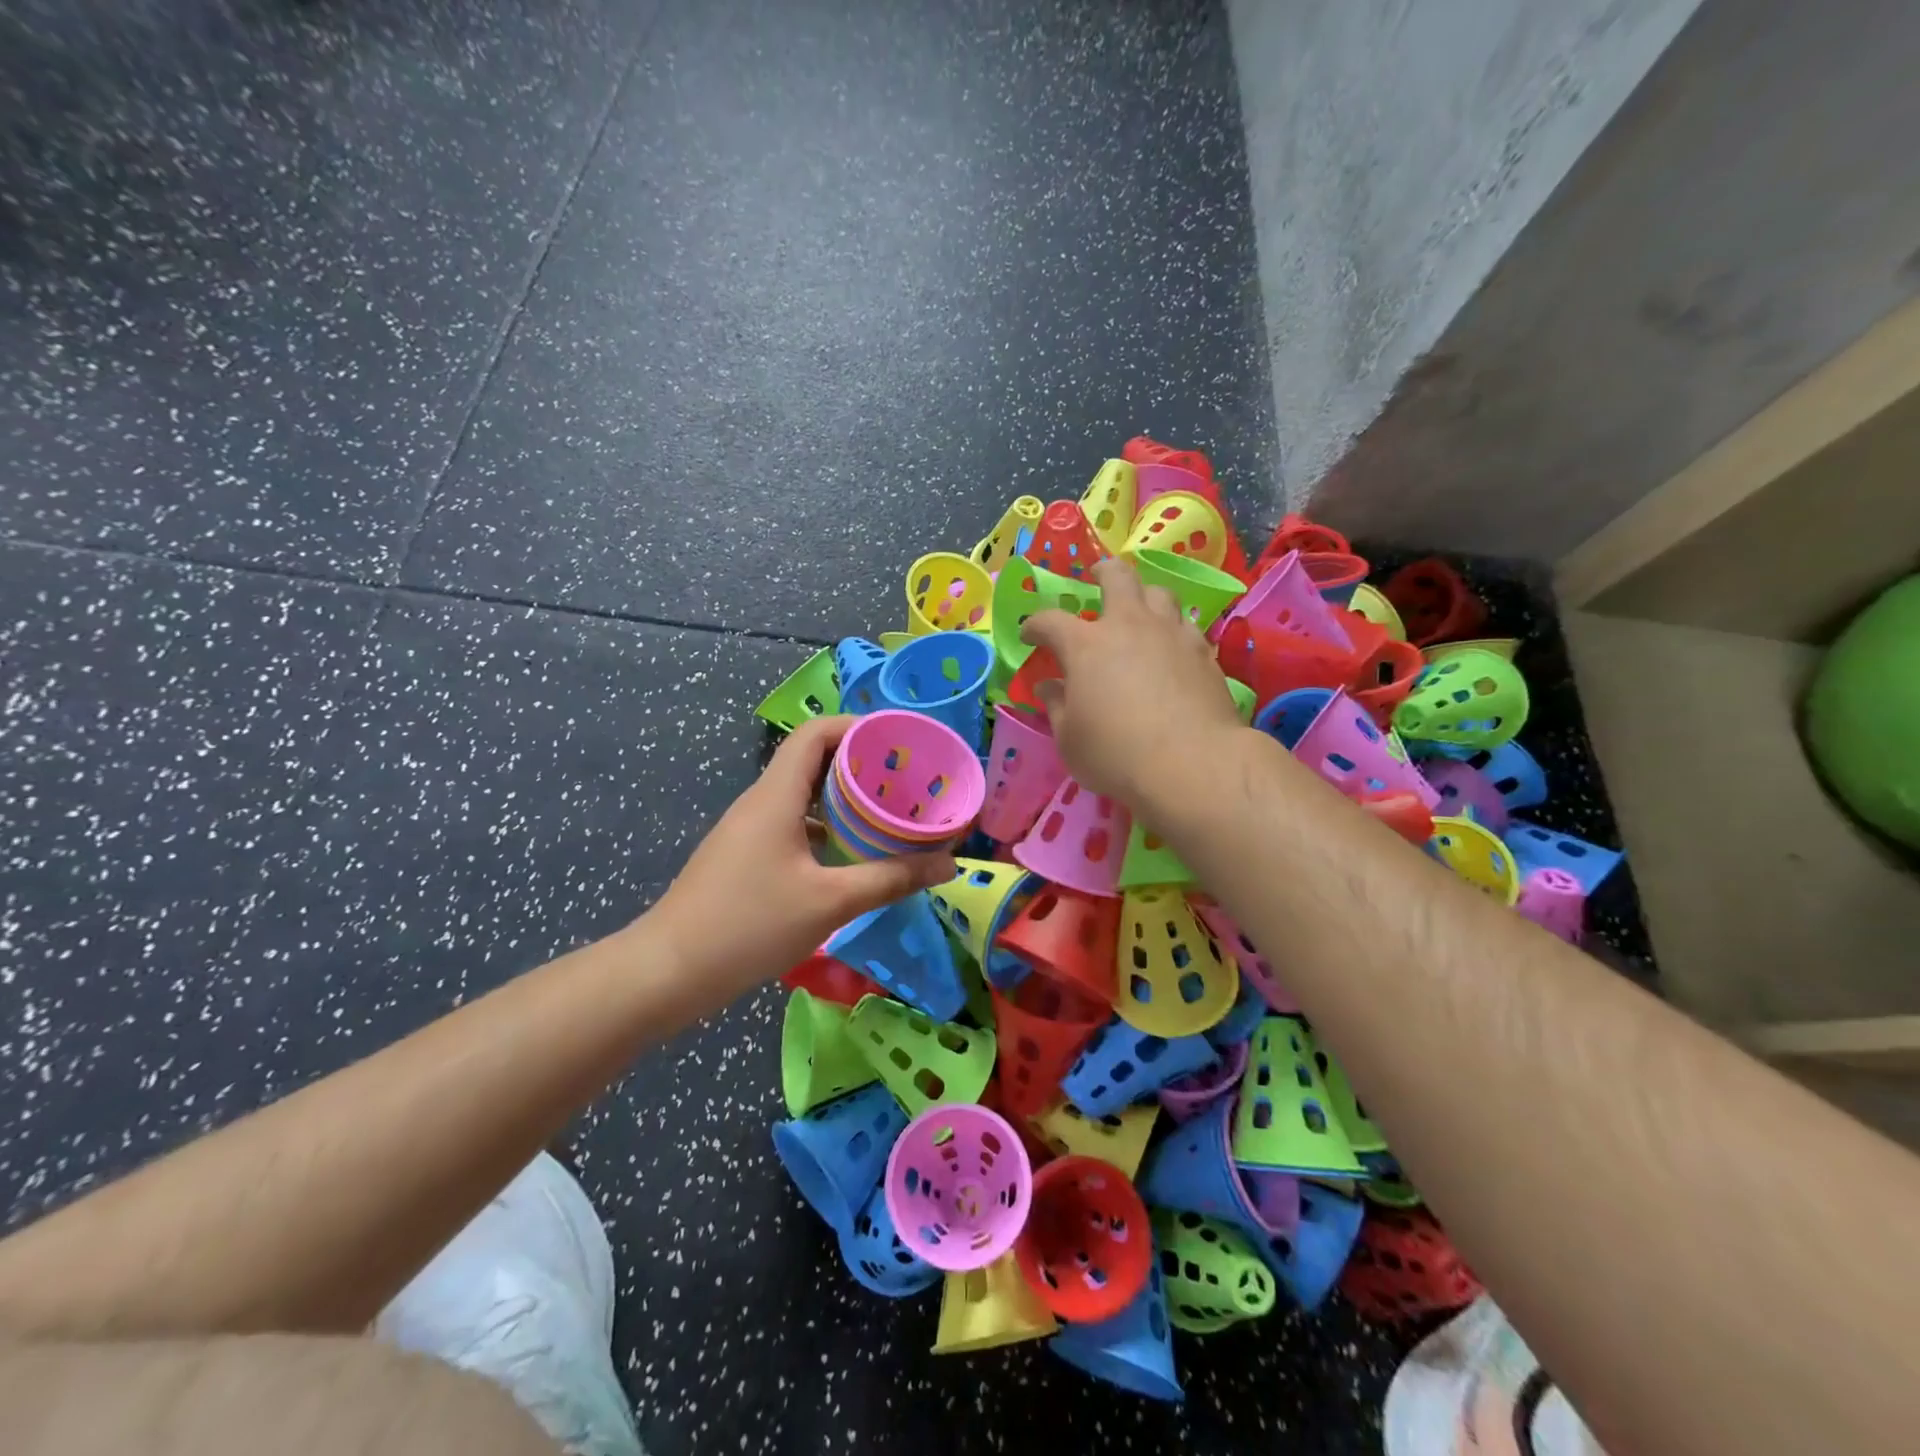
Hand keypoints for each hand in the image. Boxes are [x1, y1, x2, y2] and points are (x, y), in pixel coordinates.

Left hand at [649, 717, 955, 997]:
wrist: (669, 972)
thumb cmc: (749, 925)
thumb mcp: (830, 902)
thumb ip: (891, 878)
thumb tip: (948, 863)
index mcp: (776, 795)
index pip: (816, 733)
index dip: (858, 727)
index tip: (899, 741)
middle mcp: (761, 802)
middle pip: (813, 760)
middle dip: (860, 764)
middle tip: (906, 780)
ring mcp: (749, 829)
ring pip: (803, 795)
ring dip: (843, 798)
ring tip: (888, 813)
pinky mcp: (745, 855)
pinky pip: (792, 823)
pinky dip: (825, 827)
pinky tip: (852, 854)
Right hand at [1019, 556, 1240, 803]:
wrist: (1191, 763)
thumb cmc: (1115, 754)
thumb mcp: (1069, 739)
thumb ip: (1057, 707)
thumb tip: (1048, 687)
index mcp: (1085, 646)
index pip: (1050, 621)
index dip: (1035, 625)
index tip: (1029, 635)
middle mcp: (1129, 626)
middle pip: (1117, 577)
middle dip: (1102, 572)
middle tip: (1096, 577)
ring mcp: (1171, 635)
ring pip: (1159, 593)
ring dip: (1144, 597)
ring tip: (1140, 611)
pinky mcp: (1204, 653)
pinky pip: (1186, 626)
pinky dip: (1173, 629)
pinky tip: (1172, 648)